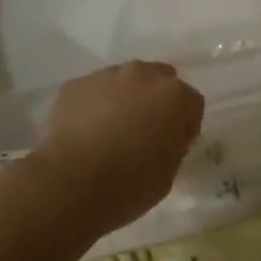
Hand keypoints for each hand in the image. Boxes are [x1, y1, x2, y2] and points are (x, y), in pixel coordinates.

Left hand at [28, 61, 204, 235]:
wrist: (68, 185)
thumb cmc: (127, 185)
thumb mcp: (168, 175)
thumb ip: (173, 147)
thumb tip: (166, 137)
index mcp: (174, 97)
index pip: (192, 104)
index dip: (186, 126)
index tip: (174, 147)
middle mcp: (143, 75)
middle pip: (160, 80)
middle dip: (158, 102)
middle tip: (146, 133)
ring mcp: (107, 76)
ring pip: (126, 81)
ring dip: (127, 99)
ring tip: (112, 131)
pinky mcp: (76, 84)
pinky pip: (95, 90)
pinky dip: (96, 105)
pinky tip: (86, 132)